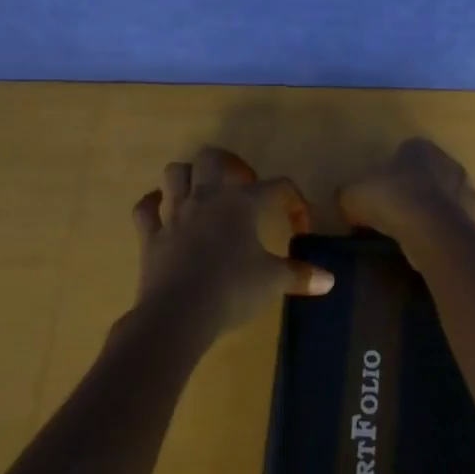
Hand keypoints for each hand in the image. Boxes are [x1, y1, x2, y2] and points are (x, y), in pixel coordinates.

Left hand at [131, 147, 334, 342]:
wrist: (178, 315)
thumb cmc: (232, 290)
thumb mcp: (272, 282)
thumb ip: (300, 276)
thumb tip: (328, 281)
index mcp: (241, 202)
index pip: (277, 187)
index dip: (294, 202)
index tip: (300, 227)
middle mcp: (207, 197)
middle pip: (212, 158)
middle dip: (229, 165)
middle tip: (242, 187)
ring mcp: (174, 214)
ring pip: (175, 173)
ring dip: (189, 177)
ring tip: (203, 192)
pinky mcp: (151, 235)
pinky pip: (145, 208)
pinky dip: (153, 204)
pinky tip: (162, 209)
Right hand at [338, 138, 474, 249]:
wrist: (432, 231)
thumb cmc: (392, 201)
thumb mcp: (355, 194)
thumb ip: (350, 194)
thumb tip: (346, 200)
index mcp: (421, 149)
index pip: (408, 152)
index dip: (395, 171)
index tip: (384, 191)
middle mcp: (451, 164)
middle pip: (435, 174)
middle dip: (422, 189)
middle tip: (402, 212)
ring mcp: (471, 192)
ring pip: (456, 197)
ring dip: (444, 209)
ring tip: (424, 231)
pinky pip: (472, 223)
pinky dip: (462, 232)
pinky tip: (446, 244)